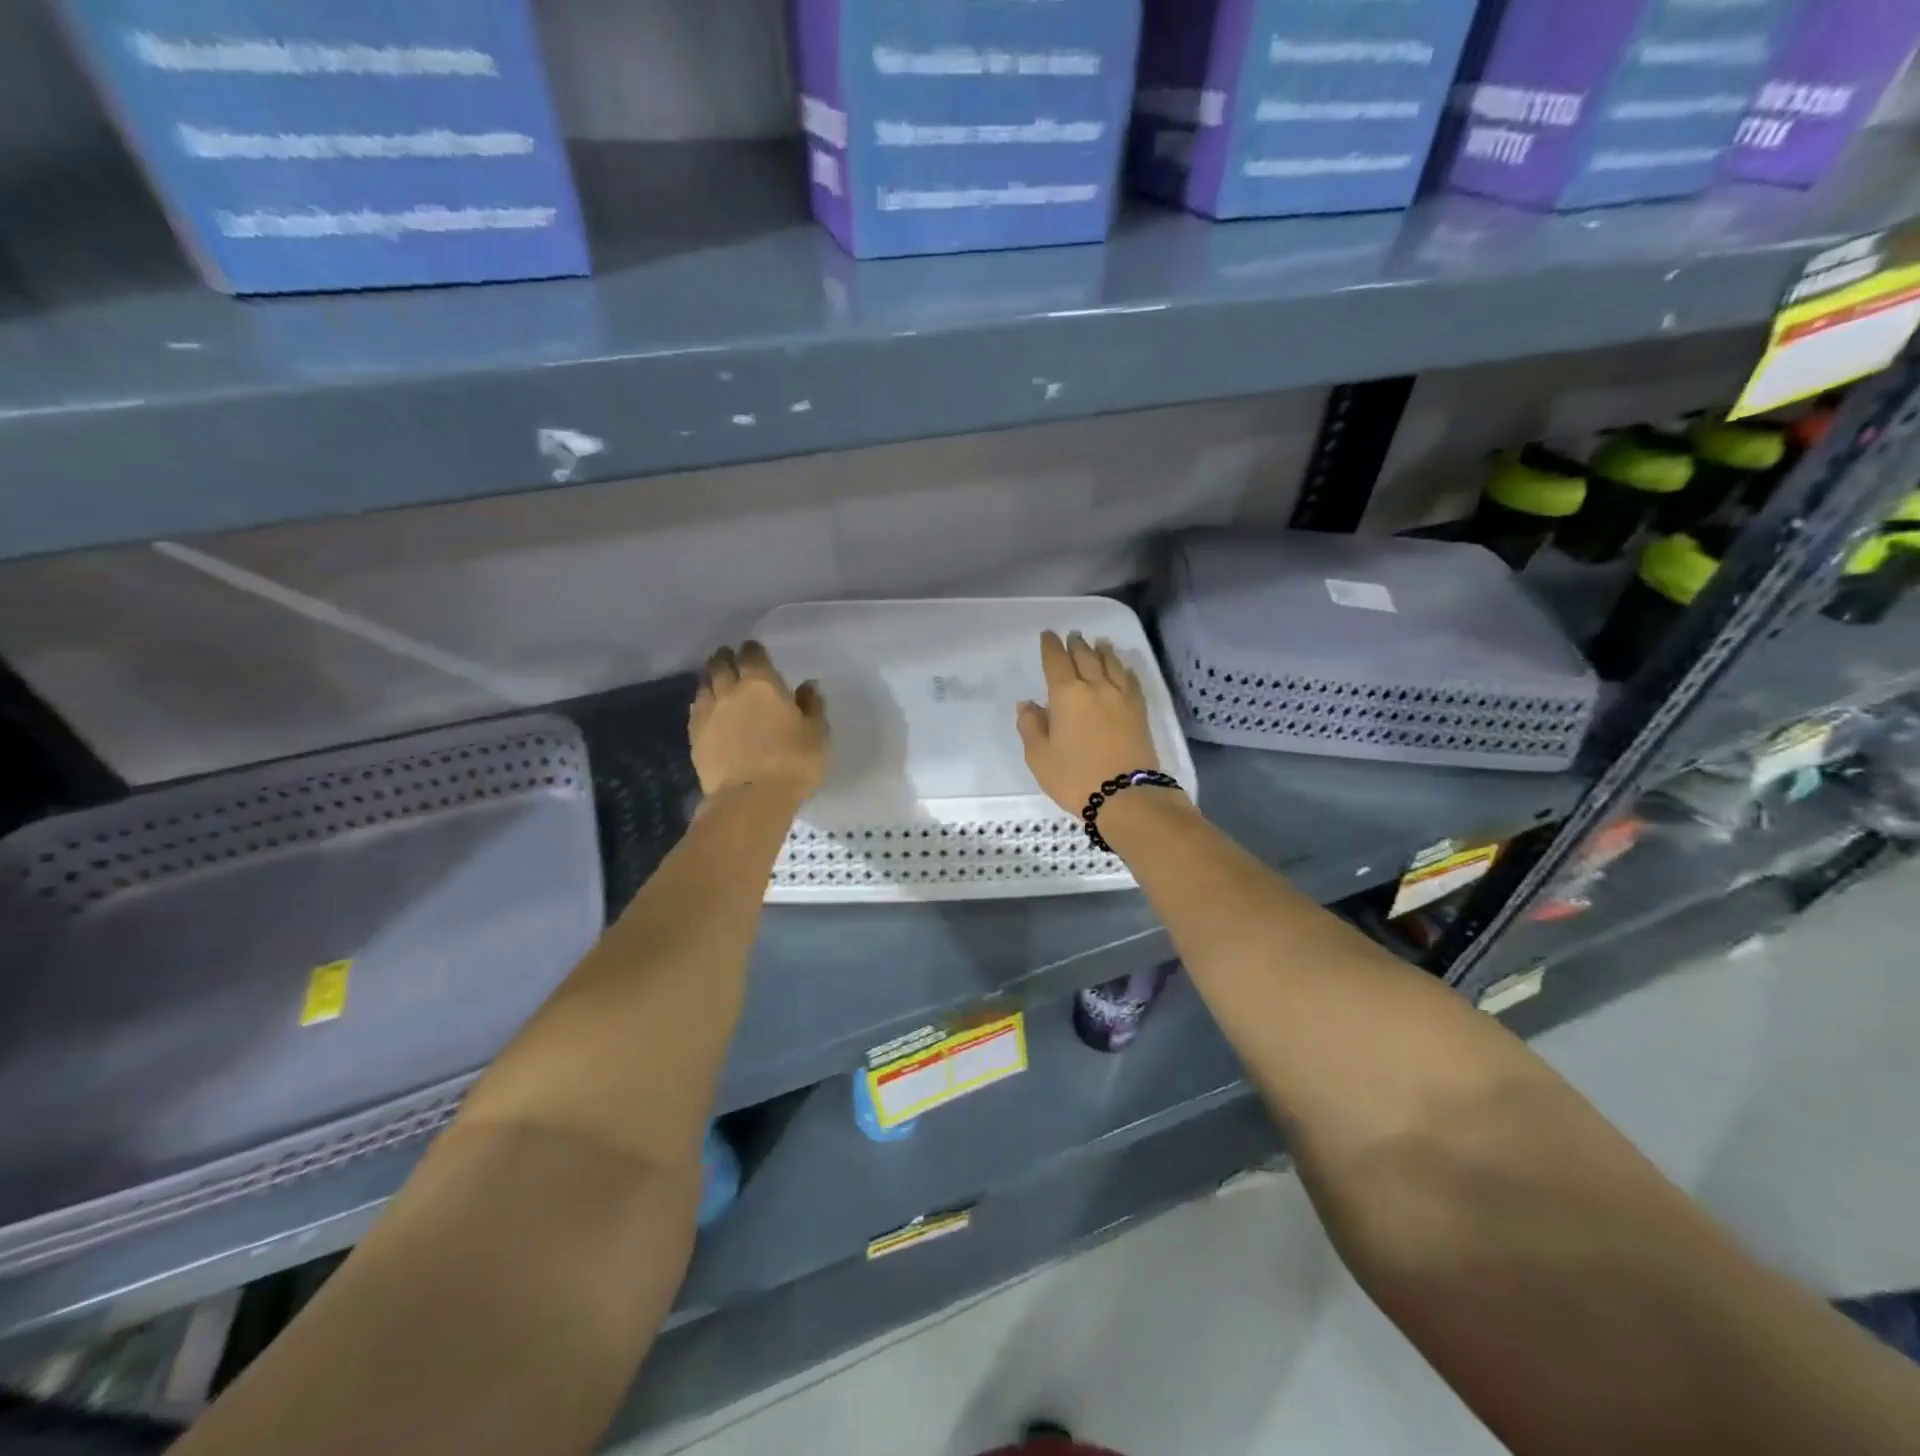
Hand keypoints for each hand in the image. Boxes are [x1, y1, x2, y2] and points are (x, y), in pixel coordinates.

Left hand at [689, 641, 828, 800]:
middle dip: (726, 658)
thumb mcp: (816, 733)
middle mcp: (730, 691)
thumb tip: (808, 685)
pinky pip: (696, 710)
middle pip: (721, 665)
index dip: (753, 650)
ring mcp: (708, 714)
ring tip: (717, 680)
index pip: (752, 655)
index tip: (756, 650)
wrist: (751, 798)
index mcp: (761, 684)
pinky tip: (708, 709)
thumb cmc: (793, 762)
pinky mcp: (695, 737)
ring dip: (711, 678)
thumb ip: (812, 706)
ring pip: (704, 685)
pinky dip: (702, 704)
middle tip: (731, 658)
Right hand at [1016, 630, 1161, 815]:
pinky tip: (1123, 668)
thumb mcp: (1039, 757)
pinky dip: (1124, 669)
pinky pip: (1131, 681)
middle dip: (1076, 645)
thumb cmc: (1075, 777)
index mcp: (1066, 695)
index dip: (1051, 646)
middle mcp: (1095, 688)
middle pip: (1085, 657)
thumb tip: (1028, 704)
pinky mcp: (1139, 712)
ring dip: (1102, 651)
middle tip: (1072, 635)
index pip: (1056, 661)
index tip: (1048, 635)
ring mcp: (1121, 698)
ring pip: (1111, 664)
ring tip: (1099, 642)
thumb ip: (1031, 726)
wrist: (1127, 797)